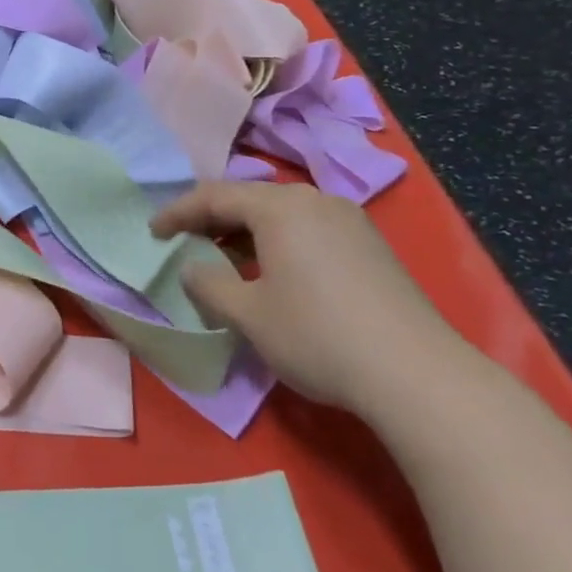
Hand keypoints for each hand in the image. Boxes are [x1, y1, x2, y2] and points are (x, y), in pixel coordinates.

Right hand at [151, 181, 462, 416]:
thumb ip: (209, 284)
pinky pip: (308, 229)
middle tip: (185, 241)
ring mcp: (349, 221)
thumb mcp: (248, 314)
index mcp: (279, 207)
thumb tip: (193, 268)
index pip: (213, 196)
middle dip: (212, 219)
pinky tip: (274, 272)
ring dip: (246, 231)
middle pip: (249, 198)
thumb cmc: (318, 336)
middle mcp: (314, 201)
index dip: (177, 213)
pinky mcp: (371, 246)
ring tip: (225, 259)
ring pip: (281, 213)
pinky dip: (278, 241)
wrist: (418, 375)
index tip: (153, 232)